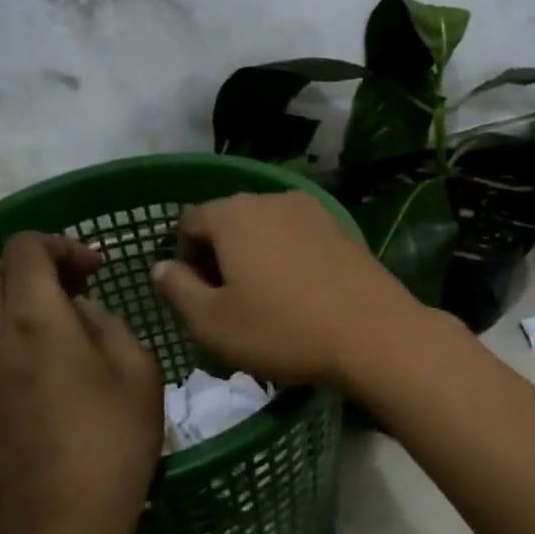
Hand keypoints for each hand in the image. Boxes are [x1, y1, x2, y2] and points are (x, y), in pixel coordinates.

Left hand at [0, 233, 161, 533]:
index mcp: (35, 320)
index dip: (61, 245)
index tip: (94, 271)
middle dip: (28, 269)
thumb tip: (79, 313)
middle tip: (69, 294)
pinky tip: (23, 377)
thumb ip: (107, 324)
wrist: (59, 528)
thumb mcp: (138, 373)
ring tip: (46, 335)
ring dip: (6, 306)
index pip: (25, 247)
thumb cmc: (114, 445)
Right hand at [150, 192, 427, 389]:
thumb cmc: (282, 331)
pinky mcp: (341, 229)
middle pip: (228, 221)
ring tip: (265, 301)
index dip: (183, 258)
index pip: (188, 222)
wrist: (373, 334)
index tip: (197, 298)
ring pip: (264, 229)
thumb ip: (176, 289)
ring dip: (254, 257)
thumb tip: (161, 266)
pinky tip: (300, 295)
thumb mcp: (212, 323)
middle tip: (228, 303)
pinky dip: (287, 258)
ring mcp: (312, 211)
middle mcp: (271, 199)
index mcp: (233, 214)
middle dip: (218, 256)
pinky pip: (297, 238)